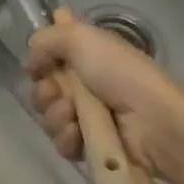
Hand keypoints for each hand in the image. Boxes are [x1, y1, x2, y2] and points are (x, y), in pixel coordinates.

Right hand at [26, 21, 183, 179]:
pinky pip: (62, 142)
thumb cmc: (119, 73)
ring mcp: (88, 116)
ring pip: (49, 117)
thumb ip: (47, 39)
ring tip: (72, 116)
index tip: (39, 66)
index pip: (50, 57)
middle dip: (44, 92)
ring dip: (54, 115)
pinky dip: (66, 138)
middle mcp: (86, 84)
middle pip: (44, 89)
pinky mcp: (91, 145)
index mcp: (88, 55)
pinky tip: (77, 134)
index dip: (40, 62)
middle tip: (57, 93)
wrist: (152, 120)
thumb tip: (31, 59)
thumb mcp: (81, 38)